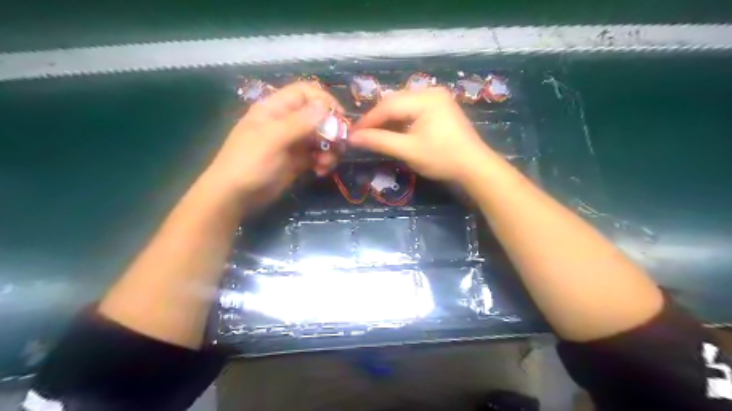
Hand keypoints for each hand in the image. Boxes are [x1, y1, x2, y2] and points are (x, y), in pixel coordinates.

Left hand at [207, 82, 341, 205]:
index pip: (306, 93)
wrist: (235, 197)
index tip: (341, 118)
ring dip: (330, 149)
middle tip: (340, 146)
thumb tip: (325, 106)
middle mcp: (287, 122)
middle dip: (331, 130)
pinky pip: (318, 155)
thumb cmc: (249, 163)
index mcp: (276, 109)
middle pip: (318, 116)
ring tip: (327, 163)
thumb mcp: (272, 139)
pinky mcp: (297, 161)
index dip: (325, 101)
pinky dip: (324, 162)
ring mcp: (293, 142)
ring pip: (321, 138)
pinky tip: (321, 171)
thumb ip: (299, 122)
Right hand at [350, 88, 496, 182]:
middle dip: (377, 119)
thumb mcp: (408, 150)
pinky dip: (401, 121)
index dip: (368, 120)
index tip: (351, 133)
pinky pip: (413, 111)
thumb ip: (379, 141)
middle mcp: (431, 92)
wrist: (474, 167)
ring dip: (388, 120)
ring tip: (373, 134)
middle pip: (395, 102)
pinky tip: (392, 131)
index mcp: (425, 98)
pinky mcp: (440, 108)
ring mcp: (437, 99)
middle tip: (361, 134)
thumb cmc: (442, 158)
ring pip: (403, 106)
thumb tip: (352, 138)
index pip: (388, 105)